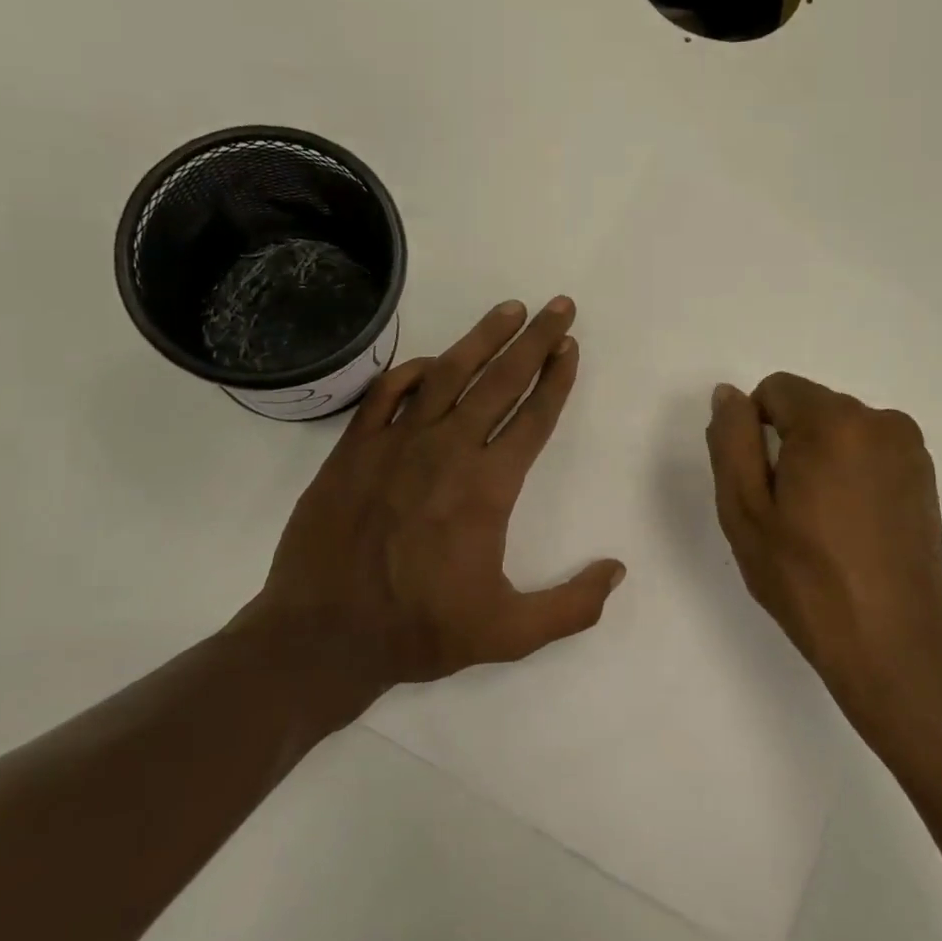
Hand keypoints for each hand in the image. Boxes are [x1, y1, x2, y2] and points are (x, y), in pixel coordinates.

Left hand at [249, 297, 625, 695]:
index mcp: (487, 487)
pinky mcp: (355, 447)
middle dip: (535, 339)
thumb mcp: (510, 634)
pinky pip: (388, 391)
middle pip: (501, 380)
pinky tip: (433, 363)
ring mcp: (396, 443)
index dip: (557, 379)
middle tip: (558, 305)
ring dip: (483, 337)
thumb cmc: (420, 630)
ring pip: (448, 373)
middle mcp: (447, 450)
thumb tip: (617, 570)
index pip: (534, 417)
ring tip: (509, 310)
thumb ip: (572, 605)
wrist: (324, 634)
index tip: (571, 347)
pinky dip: (413, 370)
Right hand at [705, 373, 941, 741]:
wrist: (892, 646)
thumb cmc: (805, 579)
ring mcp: (910, 450)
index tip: (761, 487)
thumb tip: (729, 395)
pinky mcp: (925, 478)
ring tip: (818, 525)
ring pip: (837, 431)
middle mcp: (881, 421)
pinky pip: (867, 453)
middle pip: (808, 408)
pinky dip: (848, 474)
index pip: (774, 390)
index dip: (752, 433)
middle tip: (785, 512)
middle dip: (787, 445)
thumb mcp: (744, 510)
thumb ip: (730, 440)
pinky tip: (848, 529)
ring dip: (818, 460)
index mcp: (834, 422)